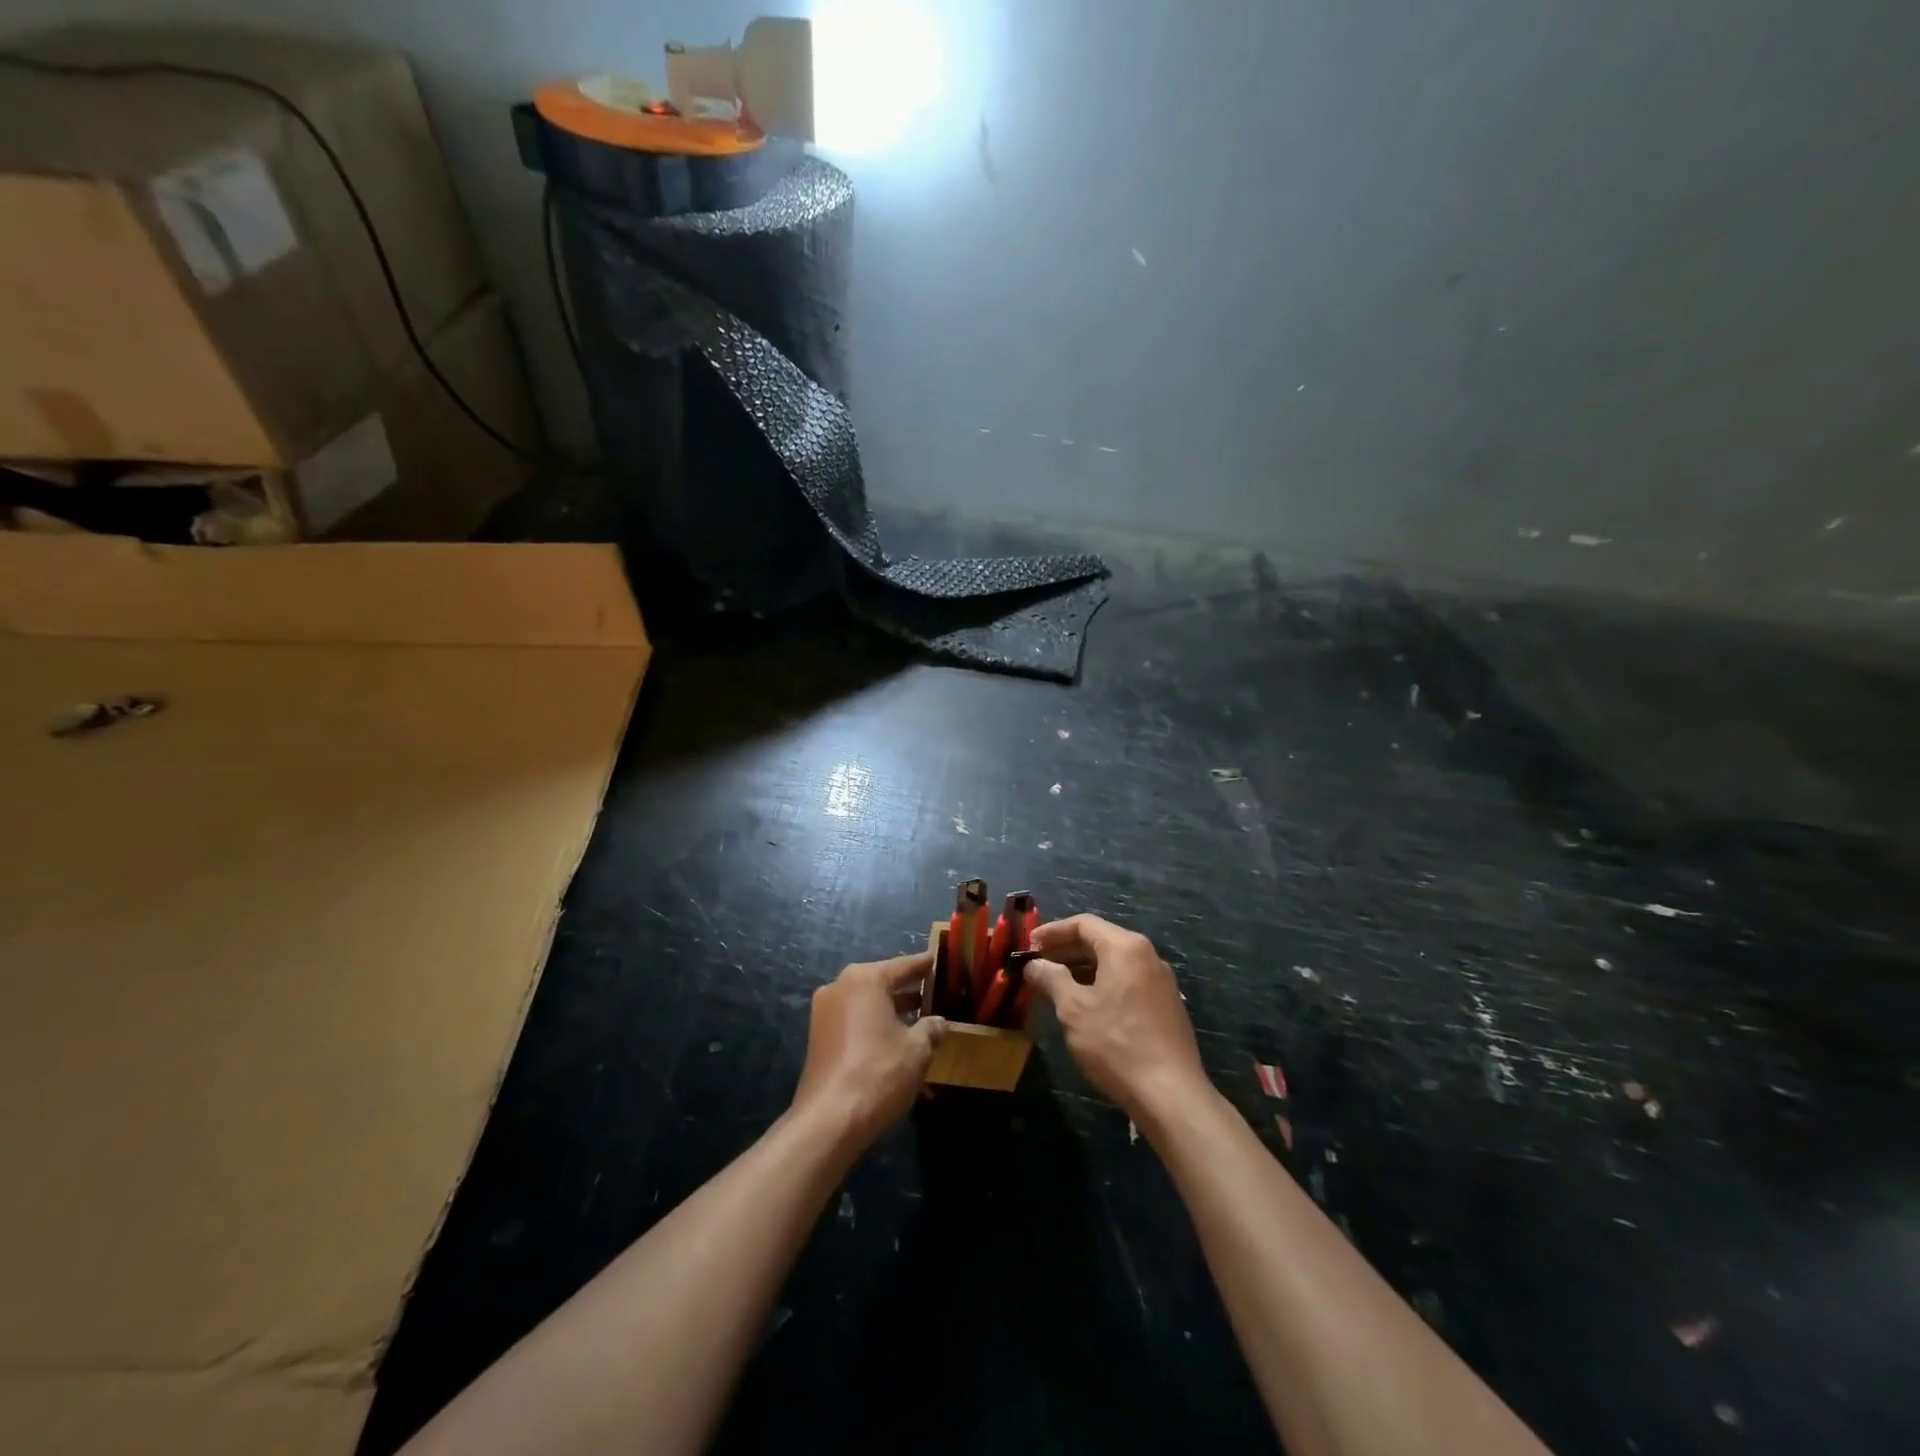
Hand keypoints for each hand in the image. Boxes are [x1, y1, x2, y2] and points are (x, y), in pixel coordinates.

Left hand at [791, 951, 946, 1153]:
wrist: (829, 1120)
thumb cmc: (878, 1073)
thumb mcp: (917, 1050)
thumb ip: (931, 1029)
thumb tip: (939, 1022)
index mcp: (865, 979)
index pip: (902, 966)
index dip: (923, 965)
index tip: (938, 960)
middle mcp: (840, 987)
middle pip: (881, 981)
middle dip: (907, 988)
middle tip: (933, 990)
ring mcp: (824, 1012)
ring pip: (866, 1002)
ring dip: (890, 1009)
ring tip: (918, 1016)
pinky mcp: (818, 1037)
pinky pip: (853, 1020)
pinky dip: (873, 1024)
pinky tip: (894, 1039)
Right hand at [1025, 915, 1210, 1122]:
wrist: (1170, 1094)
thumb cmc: (1115, 1043)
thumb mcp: (1073, 1009)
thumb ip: (1051, 978)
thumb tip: (1034, 964)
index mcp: (1125, 947)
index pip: (1084, 924)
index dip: (1053, 932)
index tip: (1029, 945)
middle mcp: (1147, 955)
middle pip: (1100, 940)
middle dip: (1066, 950)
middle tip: (1038, 965)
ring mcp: (1161, 981)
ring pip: (1114, 963)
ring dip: (1083, 969)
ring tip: (1056, 986)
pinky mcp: (1166, 1005)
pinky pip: (1127, 981)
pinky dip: (1102, 984)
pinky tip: (1086, 1006)